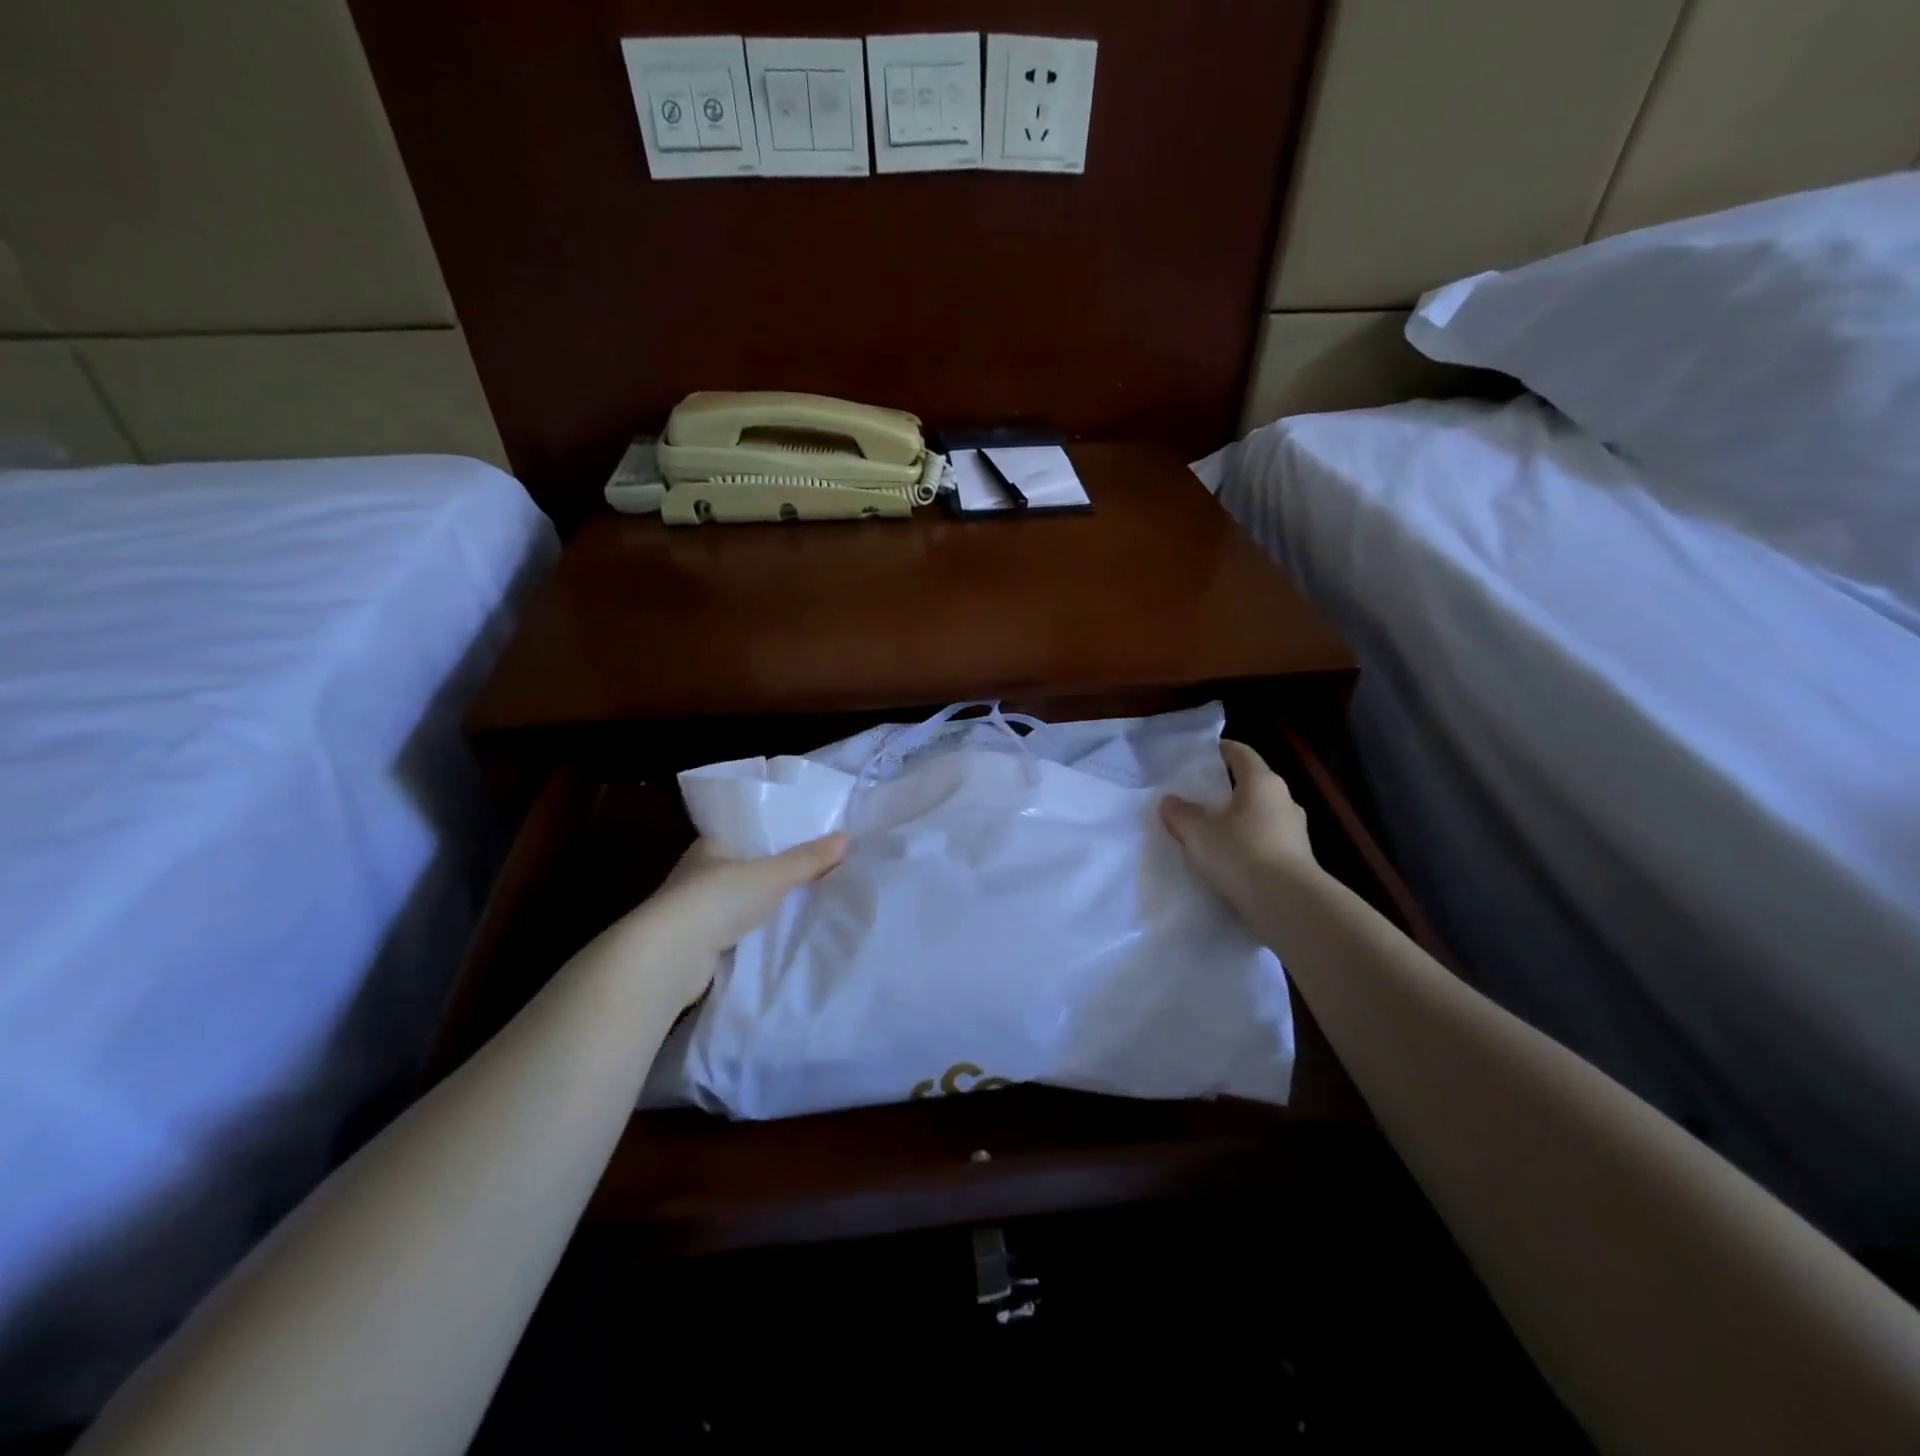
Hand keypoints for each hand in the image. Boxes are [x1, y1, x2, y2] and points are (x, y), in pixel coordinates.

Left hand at [642, 833, 849, 1005]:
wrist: (669, 956)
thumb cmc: (718, 899)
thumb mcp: (772, 874)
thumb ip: (808, 859)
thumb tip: (847, 837)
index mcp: (711, 844)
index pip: (747, 830)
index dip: (775, 832)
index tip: (806, 836)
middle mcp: (699, 872)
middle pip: (745, 864)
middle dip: (774, 869)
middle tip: (815, 868)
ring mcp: (695, 909)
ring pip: (739, 898)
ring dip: (763, 901)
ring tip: (804, 899)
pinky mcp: (697, 941)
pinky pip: (736, 927)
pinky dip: (755, 928)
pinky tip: (779, 930)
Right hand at [1160, 740, 1319, 920]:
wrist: (1287, 904)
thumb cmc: (1240, 854)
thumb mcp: (1197, 832)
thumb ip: (1180, 813)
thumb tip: (1170, 800)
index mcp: (1261, 782)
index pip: (1241, 753)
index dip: (1221, 750)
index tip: (1202, 755)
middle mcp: (1283, 799)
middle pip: (1252, 784)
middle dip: (1227, 788)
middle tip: (1199, 797)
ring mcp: (1295, 830)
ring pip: (1261, 814)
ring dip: (1239, 819)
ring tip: (1213, 832)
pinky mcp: (1298, 858)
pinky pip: (1267, 841)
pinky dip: (1249, 844)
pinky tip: (1231, 860)